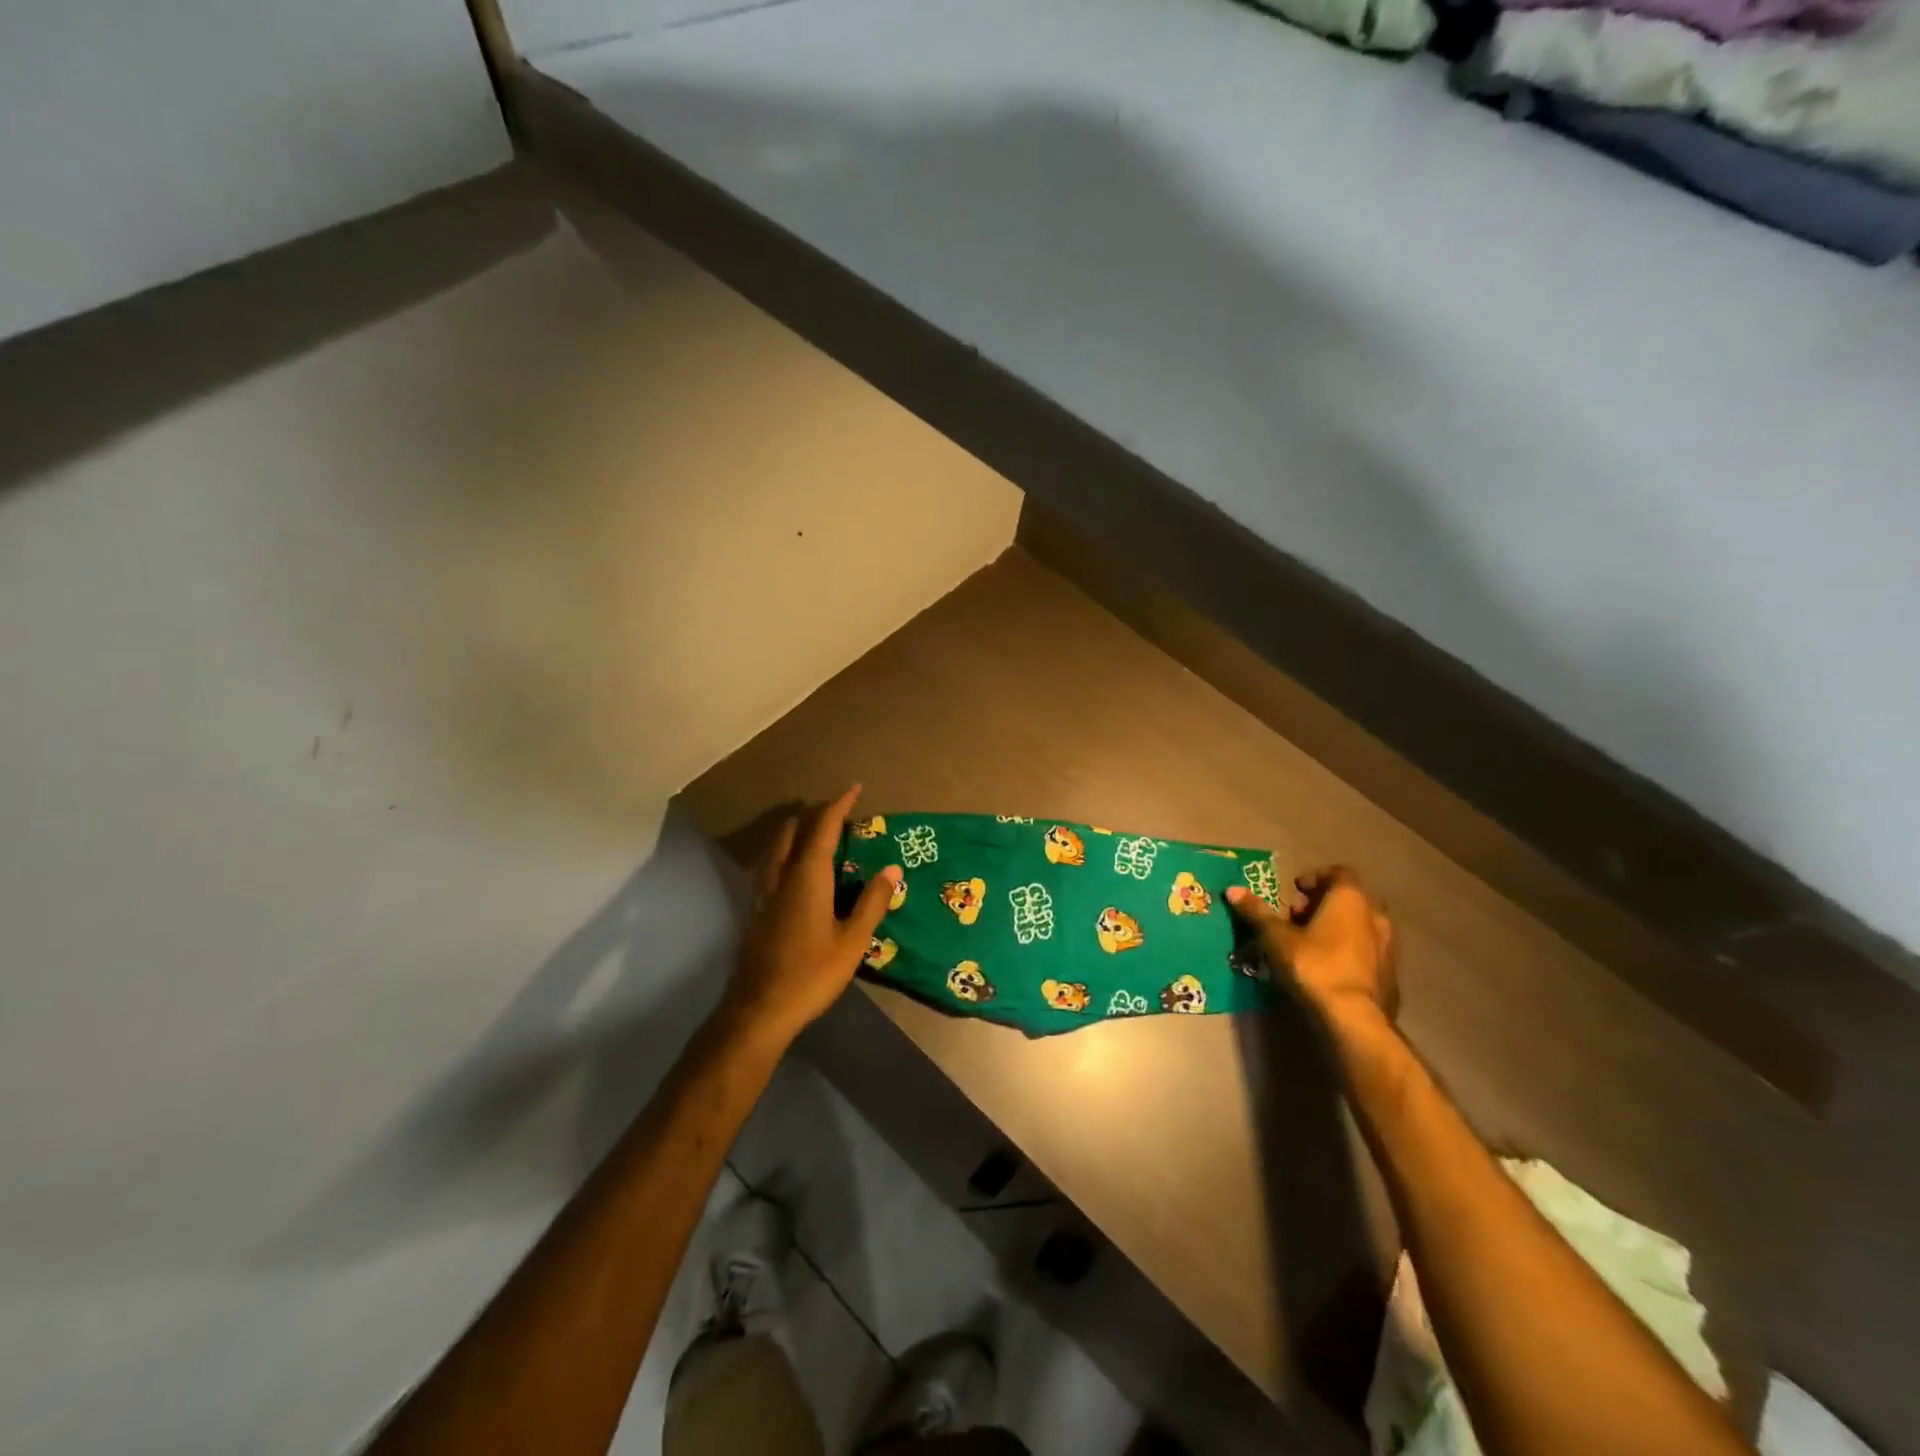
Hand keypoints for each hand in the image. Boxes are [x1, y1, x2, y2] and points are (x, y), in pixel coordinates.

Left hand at [721, 785, 901, 1048]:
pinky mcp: (755, 910)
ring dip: (797, 831)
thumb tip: (892, 868)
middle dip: (815, 814)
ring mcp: (763, 893)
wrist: (758, 1010)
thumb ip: (872, 902)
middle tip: (838, 812)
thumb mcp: (852, 941)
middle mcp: (781, 876)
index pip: (823, 828)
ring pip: (777, 847)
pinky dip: (787, 851)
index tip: (854, 788)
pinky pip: (771, 864)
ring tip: (816, 832)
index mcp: (807, 877)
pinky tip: (795, 869)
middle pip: (794, 831)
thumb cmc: (811, 974)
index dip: (838, 805)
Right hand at [1226, 866, 1396, 1028]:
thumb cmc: (1314, 965)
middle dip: (1323, 904)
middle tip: (1296, 917)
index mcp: (1351, 898)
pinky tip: (1328, 967)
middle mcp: (1375, 915)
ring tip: (1310, 943)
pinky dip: (1349, 950)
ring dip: (1337, 927)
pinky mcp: (1391, 974)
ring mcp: (1388, 946)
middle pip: (1350, 899)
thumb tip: (1232, 889)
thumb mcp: (1276, 937)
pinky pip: (1367, 950)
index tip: (1294, 891)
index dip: (1315, 878)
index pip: (1338, 873)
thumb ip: (1257, 911)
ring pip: (1360, 925)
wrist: (1355, 1019)